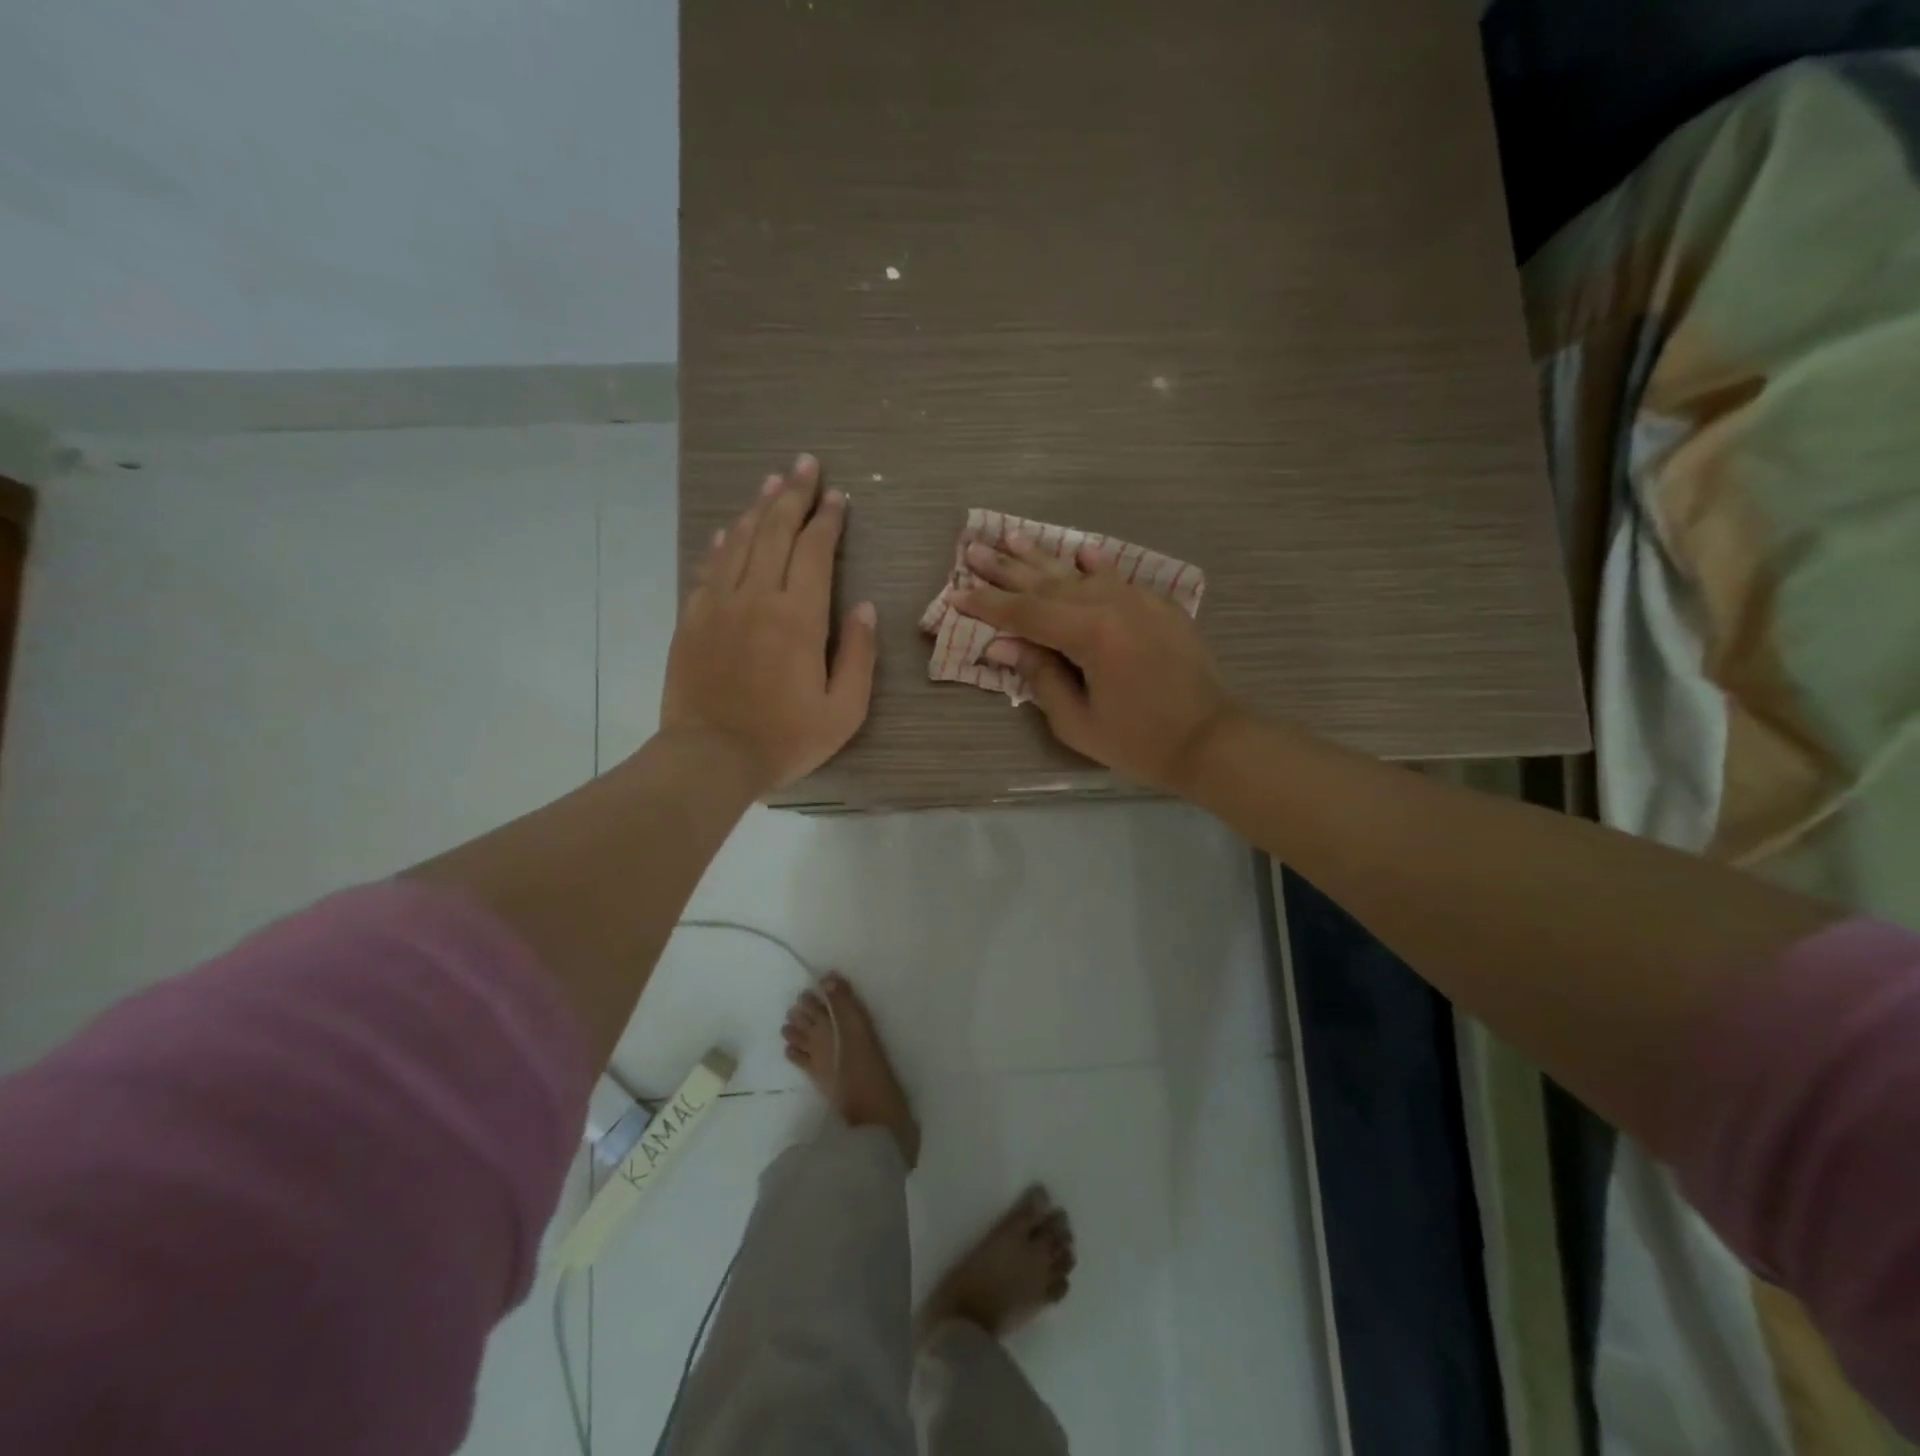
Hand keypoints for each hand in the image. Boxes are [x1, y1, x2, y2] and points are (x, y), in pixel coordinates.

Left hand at [662, 455, 876, 791]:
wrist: (709, 758)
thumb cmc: (785, 739)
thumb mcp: (844, 710)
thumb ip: (859, 654)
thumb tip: (864, 607)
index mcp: (798, 618)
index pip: (815, 551)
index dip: (828, 519)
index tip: (839, 497)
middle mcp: (756, 598)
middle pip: (775, 531)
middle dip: (794, 495)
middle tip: (807, 465)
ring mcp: (718, 604)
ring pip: (739, 541)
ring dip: (758, 507)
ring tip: (773, 482)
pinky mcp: (692, 619)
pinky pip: (708, 567)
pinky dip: (721, 543)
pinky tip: (729, 528)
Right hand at [954, 535, 1238, 792]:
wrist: (1211, 738)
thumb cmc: (1139, 741)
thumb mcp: (1077, 721)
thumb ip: (1039, 676)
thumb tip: (1001, 645)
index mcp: (1090, 634)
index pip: (1025, 613)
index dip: (988, 605)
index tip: (955, 594)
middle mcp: (1111, 604)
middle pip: (1048, 583)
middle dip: (1007, 569)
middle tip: (974, 549)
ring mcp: (1138, 600)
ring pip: (1079, 573)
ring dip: (1044, 557)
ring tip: (1012, 537)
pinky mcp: (1157, 605)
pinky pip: (1117, 577)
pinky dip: (1095, 564)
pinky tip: (1079, 548)